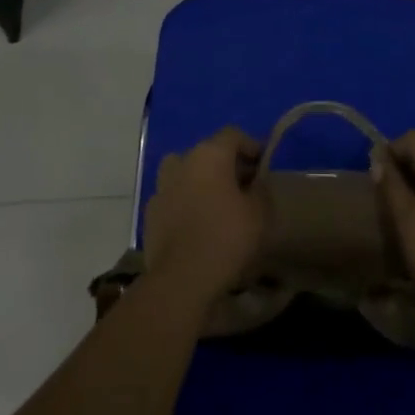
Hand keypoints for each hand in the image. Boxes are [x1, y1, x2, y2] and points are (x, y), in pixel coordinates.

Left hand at [143, 127, 266, 305]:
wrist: (181, 279)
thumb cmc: (226, 238)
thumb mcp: (259, 213)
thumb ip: (261, 189)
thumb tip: (256, 183)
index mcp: (210, 154)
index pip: (233, 135)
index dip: (251, 146)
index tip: (263, 165)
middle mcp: (182, 161)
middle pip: (208, 152)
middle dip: (227, 165)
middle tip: (244, 186)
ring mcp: (162, 185)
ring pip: (186, 172)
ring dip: (202, 180)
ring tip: (217, 203)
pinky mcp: (151, 211)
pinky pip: (173, 196)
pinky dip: (185, 202)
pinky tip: (197, 224)